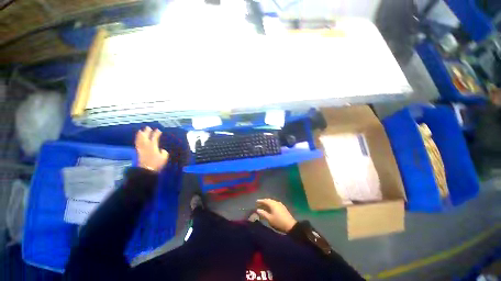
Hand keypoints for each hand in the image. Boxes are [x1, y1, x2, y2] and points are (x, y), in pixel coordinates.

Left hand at [135, 127, 168, 171]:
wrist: (146, 170)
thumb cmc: (157, 163)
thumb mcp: (164, 157)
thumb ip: (164, 152)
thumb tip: (162, 150)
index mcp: (153, 146)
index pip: (154, 138)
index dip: (156, 133)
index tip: (158, 130)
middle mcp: (146, 146)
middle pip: (145, 137)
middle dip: (147, 132)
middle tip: (148, 127)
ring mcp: (141, 148)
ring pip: (140, 140)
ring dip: (140, 135)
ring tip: (141, 131)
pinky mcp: (138, 152)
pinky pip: (137, 143)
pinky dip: (137, 140)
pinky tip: (138, 138)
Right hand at [256, 199, 296, 232]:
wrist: (290, 225)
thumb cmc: (278, 222)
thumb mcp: (269, 219)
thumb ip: (263, 213)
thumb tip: (258, 209)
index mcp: (272, 204)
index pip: (265, 200)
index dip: (260, 201)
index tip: (256, 201)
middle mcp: (276, 202)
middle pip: (269, 200)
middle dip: (264, 201)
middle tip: (259, 203)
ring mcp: (280, 204)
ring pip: (272, 201)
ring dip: (268, 203)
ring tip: (264, 205)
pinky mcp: (283, 207)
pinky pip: (275, 203)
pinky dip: (271, 204)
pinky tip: (271, 207)